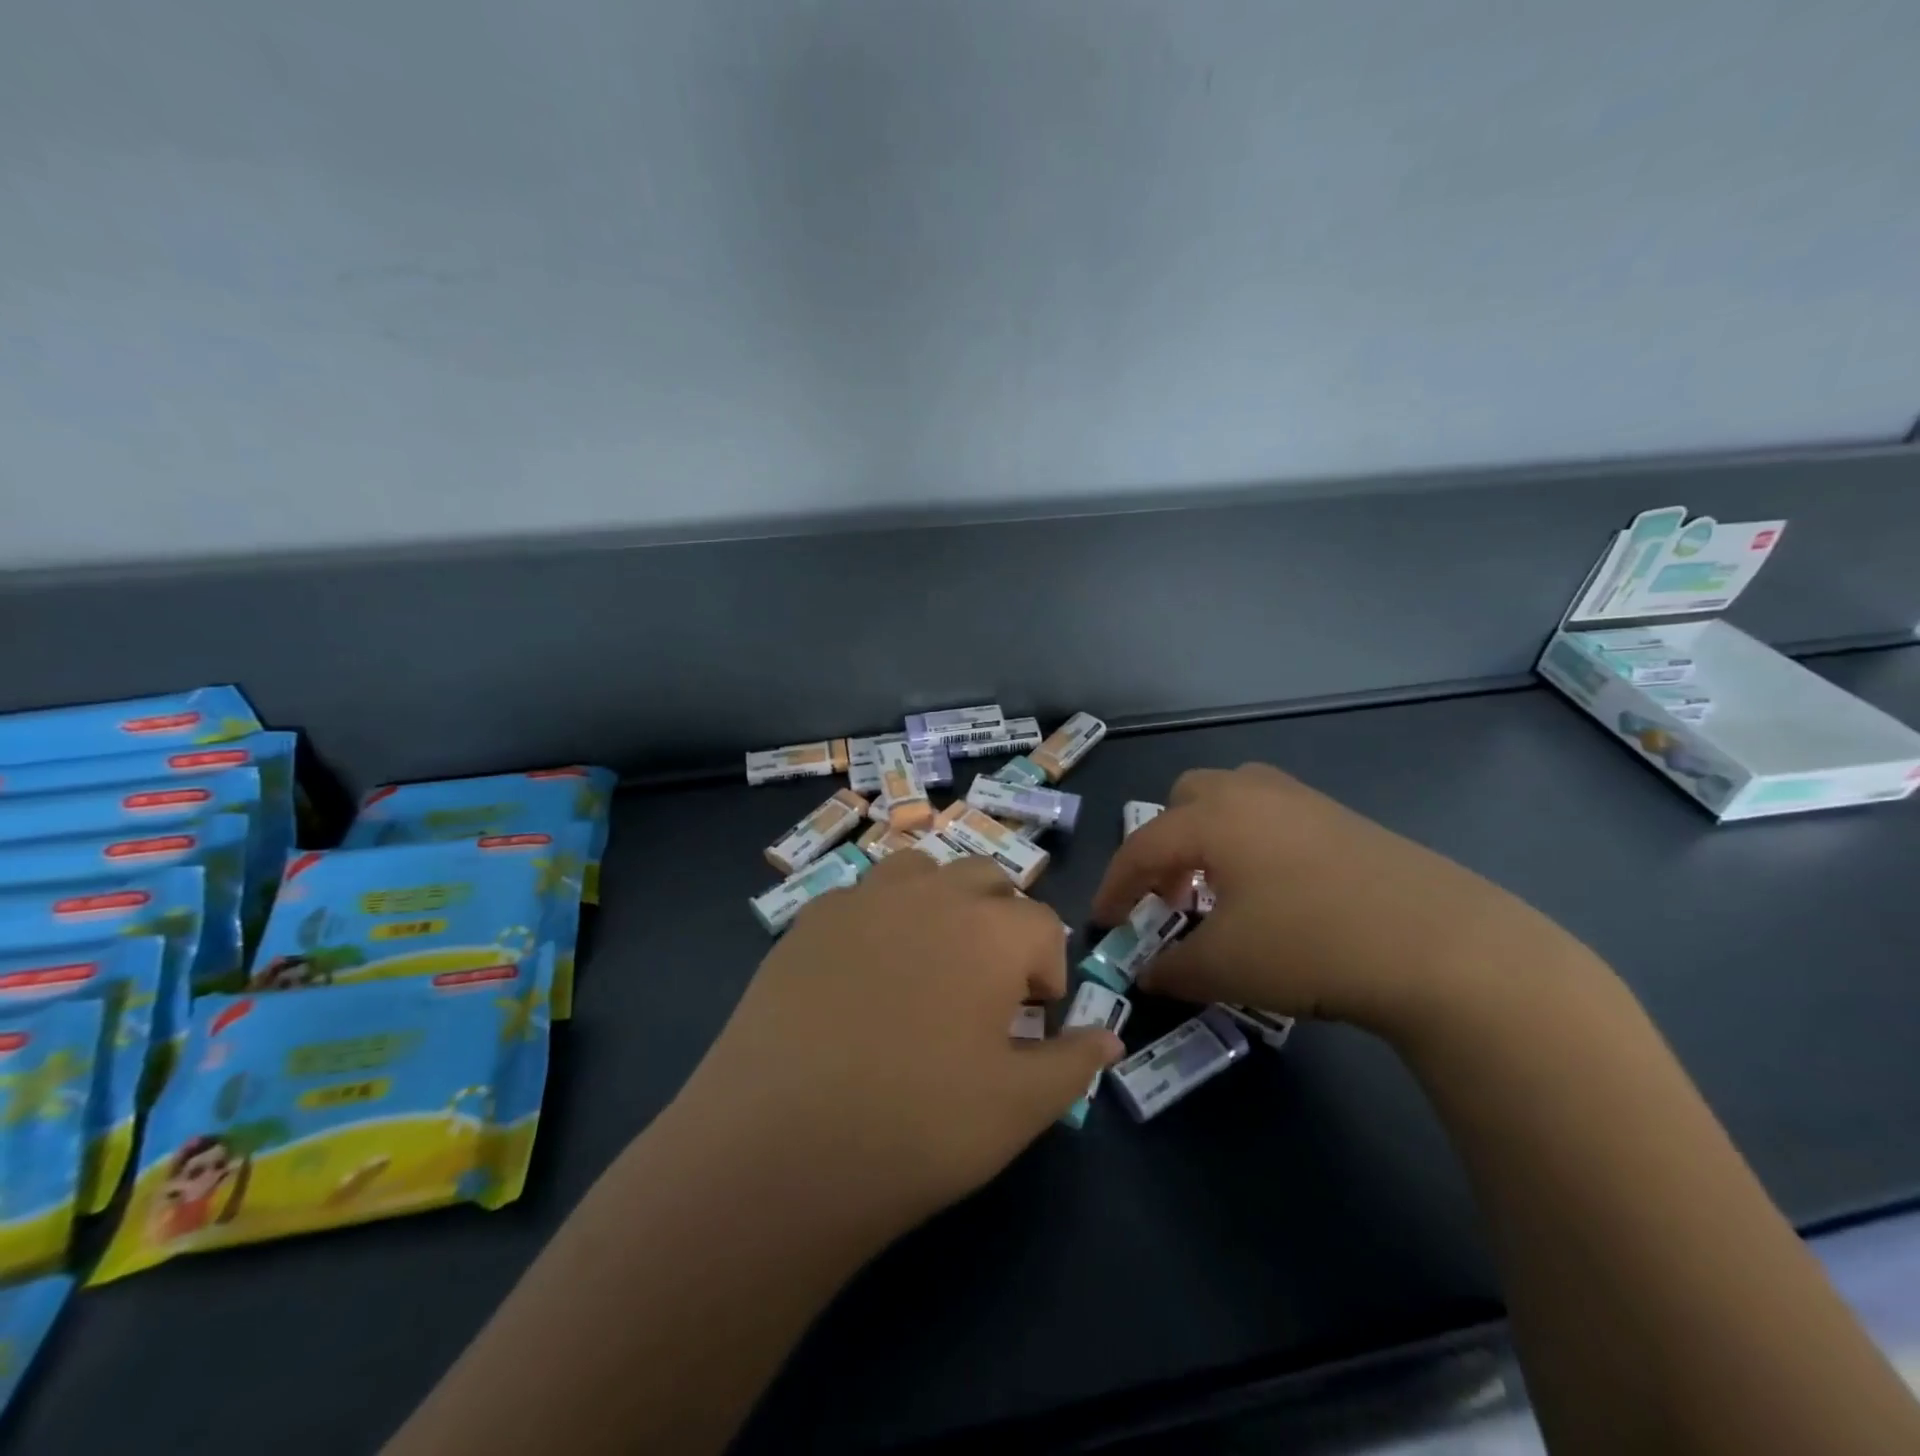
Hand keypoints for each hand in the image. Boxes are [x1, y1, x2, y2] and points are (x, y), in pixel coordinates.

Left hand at [672, 851, 1122, 1245]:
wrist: (775, 1149)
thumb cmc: (915, 1128)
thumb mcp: (1017, 1109)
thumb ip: (1073, 1064)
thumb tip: (1109, 1039)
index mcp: (989, 930)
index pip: (1042, 924)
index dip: (1048, 971)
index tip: (1034, 1019)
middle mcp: (928, 895)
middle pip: (986, 878)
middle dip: (1001, 922)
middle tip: (987, 987)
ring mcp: (861, 900)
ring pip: (922, 870)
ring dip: (941, 902)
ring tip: (930, 963)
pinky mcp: (809, 920)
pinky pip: (863, 897)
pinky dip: (882, 918)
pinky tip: (863, 976)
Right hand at [1093, 763, 1575, 1035]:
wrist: (1443, 946)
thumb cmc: (1310, 945)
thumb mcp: (1225, 967)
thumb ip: (1172, 968)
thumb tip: (1147, 974)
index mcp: (1212, 818)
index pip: (1141, 845)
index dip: (1115, 885)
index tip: (1104, 922)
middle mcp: (1251, 794)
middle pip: (1186, 799)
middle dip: (1165, 844)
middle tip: (1169, 895)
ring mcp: (1303, 801)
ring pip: (1233, 800)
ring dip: (1210, 838)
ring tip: (1219, 890)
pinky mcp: (1345, 820)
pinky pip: (1274, 817)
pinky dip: (1253, 844)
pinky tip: (1275, 893)